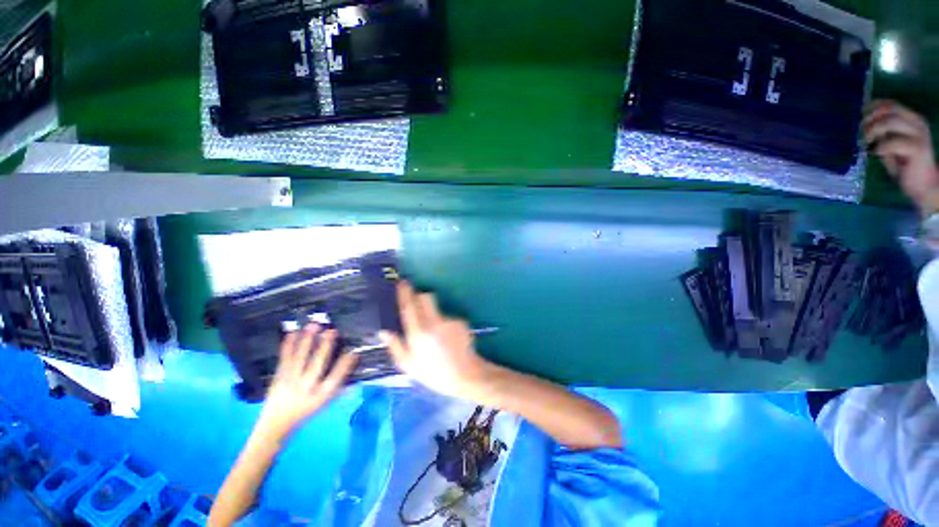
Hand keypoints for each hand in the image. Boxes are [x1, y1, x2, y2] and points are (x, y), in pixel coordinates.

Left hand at [255, 324, 357, 438]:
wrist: (275, 426)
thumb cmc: (306, 410)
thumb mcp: (324, 402)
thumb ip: (337, 384)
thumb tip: (351, 363)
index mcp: (319, 396)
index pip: (335, 378)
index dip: (345, 365)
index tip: (353, 352)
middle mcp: (305, 388)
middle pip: (316, 365)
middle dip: (325, 346)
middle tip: (332, 331)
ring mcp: (289, 383)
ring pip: (299, 359)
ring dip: (306, 341)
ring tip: (313, 326)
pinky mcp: (278, 378)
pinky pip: (284, 359)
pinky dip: (288, 346)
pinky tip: (292, 333)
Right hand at [379, 282, 493, 400]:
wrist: (466, 375)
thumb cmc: (434, 373)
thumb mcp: (409, 366)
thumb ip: (395, 346)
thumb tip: (384, 330)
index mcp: (418, 334)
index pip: (408, 307)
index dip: (404, 293)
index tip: (402, 282)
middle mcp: (433, 323)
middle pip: (425, 297)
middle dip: (420, 297)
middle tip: (418, 306)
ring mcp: (449, 320)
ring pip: (437, 308)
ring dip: (434, 314)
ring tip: (438, 335)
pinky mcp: (461, 321)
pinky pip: (449, 317)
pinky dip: (447, 324)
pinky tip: (450, 339)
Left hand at [864, 100, 938, 213]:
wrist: (923, 185)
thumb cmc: (904, 165)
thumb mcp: (889, 145)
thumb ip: (881, 134)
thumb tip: (864, 124)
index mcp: (911, 119)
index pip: (890, 104)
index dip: (873, 107)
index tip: (860, 116)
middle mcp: (916, 122)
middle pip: (889, 109)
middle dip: (870, 118)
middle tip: (861, 131)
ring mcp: (919, 134)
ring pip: (890, 122)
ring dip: (873, 130)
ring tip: (866, 141)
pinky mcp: (917, 148)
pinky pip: (893, 142)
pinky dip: (880, 146)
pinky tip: (876, 153)